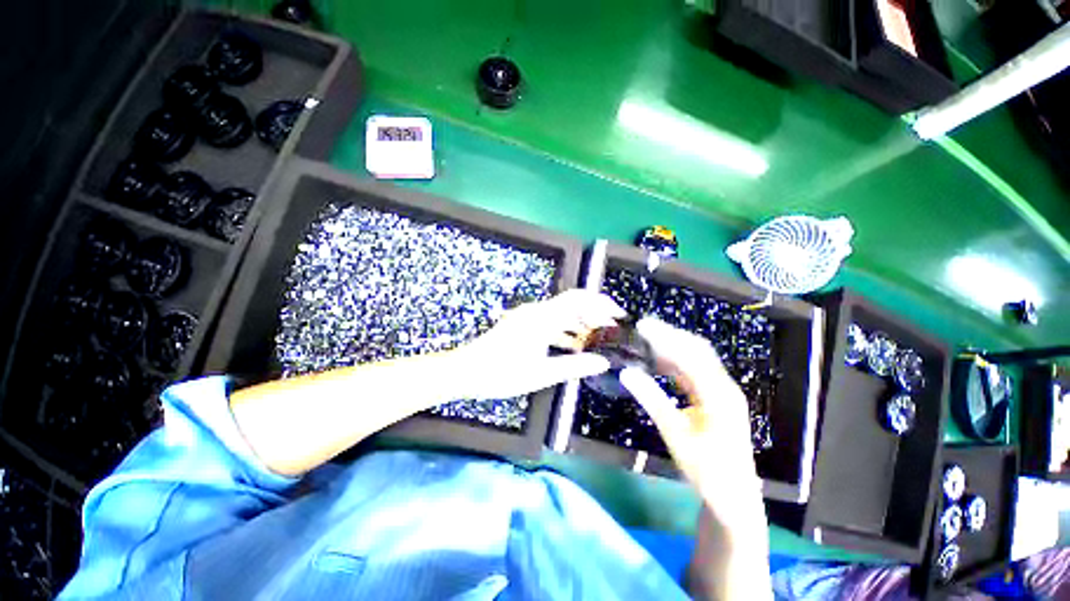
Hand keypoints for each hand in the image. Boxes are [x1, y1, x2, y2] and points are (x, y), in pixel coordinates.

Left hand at [454, 290, 625, 399]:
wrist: (466, 371)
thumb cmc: (502, 373)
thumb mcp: (541, 374)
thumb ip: (574, 366)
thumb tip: (603, 363)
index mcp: (542, 318)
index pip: (579, 299)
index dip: (601, 303)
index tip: (618, 316)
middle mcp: (536, 311)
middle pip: (572, 305)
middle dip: (594, 316)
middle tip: (611, 333)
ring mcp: (528, 316)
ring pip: (561, 314)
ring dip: (579, 324)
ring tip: (596, 342)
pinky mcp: (523, 324)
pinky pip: (550, 322)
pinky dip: (565, 331)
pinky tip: (573, 347)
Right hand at [620, 318, 761, 518]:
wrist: (734, 497)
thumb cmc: (706, 469)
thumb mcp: (675, 435)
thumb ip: (652, 400)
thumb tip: (627, 373)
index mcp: (719, 394)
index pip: (689, 355)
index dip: (665, 337)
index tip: (642, 326)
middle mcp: (724, 386)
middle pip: (697, 349)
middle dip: (670, 334)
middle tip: (644, 326)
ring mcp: (722, 391)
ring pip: (697, 358)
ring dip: (673, 346)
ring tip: (648, 338)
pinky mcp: (717, 398)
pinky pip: (696, 371)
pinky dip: (677, 361)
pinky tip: (660, 361)